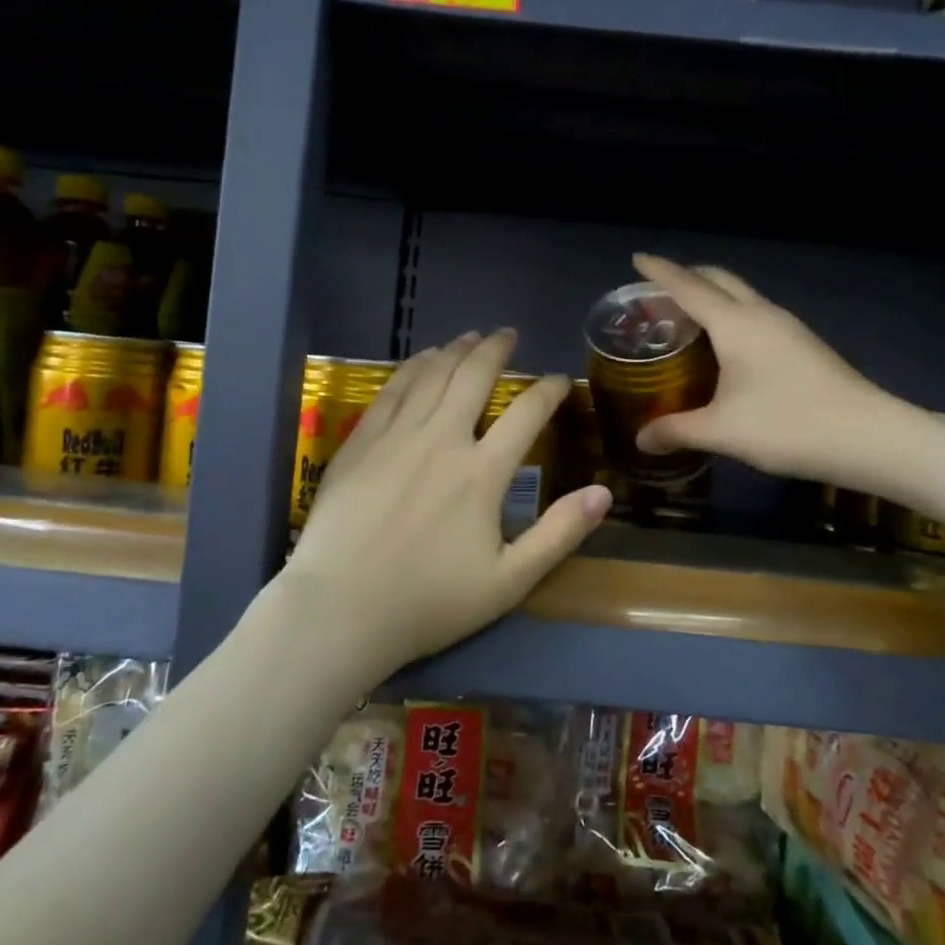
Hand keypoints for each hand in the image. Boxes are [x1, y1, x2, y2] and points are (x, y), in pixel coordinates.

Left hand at [280, 330, 612, 679]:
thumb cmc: (429, 601)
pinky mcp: (361, 441)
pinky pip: (392, 389)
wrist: (341, 609)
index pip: (527, 413)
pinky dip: (413, 367)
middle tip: (508, 334)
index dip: (549, 390)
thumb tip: (604, 493)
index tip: (560, 380)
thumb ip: (559, 534)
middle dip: (496, 349)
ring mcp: (397, 436)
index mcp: (482, 472)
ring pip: (432, 375)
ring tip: (470, 337)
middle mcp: (442, 439)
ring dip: (456, 350)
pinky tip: (422, 359)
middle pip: (474, 377)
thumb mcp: (509, 581)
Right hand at [631, 253, 926, 489]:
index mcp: (736, 323)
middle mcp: (761, 314)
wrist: (869, 438)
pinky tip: (724, 346)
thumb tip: (640, 440)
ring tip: (685, 318)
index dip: (660, 271)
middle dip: (687, 276)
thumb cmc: (787, 425)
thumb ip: (676, 430)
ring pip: (741, 296)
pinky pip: (755, 315)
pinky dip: (730, 316)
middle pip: (719, 280)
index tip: (637, 258)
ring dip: (711, 296)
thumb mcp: (722, 431)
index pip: (688, 286)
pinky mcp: (803, 345)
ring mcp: (787, 327)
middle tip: (657, 291)